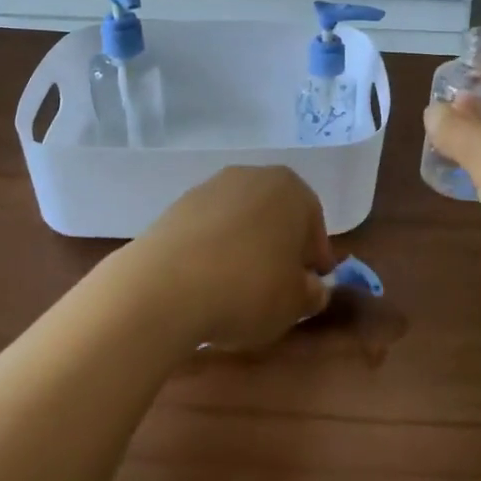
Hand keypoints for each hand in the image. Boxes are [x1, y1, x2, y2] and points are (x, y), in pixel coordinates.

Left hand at [130, 166, 332, 350]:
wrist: (166, 286)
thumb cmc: (249, 288)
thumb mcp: (295, 303)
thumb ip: (312, 293)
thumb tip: (312, 288)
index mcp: (291, 189)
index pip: (314, 223)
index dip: (315, 258)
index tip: (311, 286)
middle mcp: (252, 176)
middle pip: (276, 214)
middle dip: (280, 246)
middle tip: (278, 286)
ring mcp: (210, 187)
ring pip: (240, 219)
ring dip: (244, 246)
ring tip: (237, 288)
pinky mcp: (176, 206)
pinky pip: (208, 229)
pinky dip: (213, 250)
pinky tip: (207, 282)